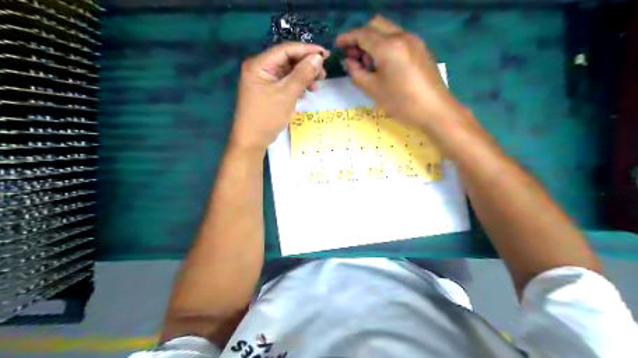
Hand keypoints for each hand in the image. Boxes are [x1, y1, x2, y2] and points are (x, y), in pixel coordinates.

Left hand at [231, 41, 328, 149]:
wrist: (251, 141)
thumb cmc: (267, 117)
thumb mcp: (287, 94)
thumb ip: (303, 74)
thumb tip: (318, 57)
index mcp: (259, 64)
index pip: (286, 49)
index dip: (307, 50)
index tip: (326, 55)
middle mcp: (259, 68)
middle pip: (287, 59)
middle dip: (306, 65)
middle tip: (323, 75)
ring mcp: (263, 80)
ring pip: (288, 71)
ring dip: (303, 77)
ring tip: (316, 87)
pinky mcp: (267, 90)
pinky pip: (284, 82)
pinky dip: (296, 85)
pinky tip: (305, 93)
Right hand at [335, 15, 466, 127]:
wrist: (436, 110)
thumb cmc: (402, 102)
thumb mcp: (373, 90)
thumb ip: (356, 72)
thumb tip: (349, 61)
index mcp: (388, 46)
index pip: (362, 34)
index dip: (347, 38)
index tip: (338, 46)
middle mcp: (402, 37)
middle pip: (375, 25)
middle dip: (361, 37)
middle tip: (354, 57)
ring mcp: (414, 41)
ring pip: (388, 31)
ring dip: (374, 41)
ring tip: (369, 64)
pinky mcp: (421, 49)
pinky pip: (398, 39)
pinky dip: (386, 45)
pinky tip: (385, 65)